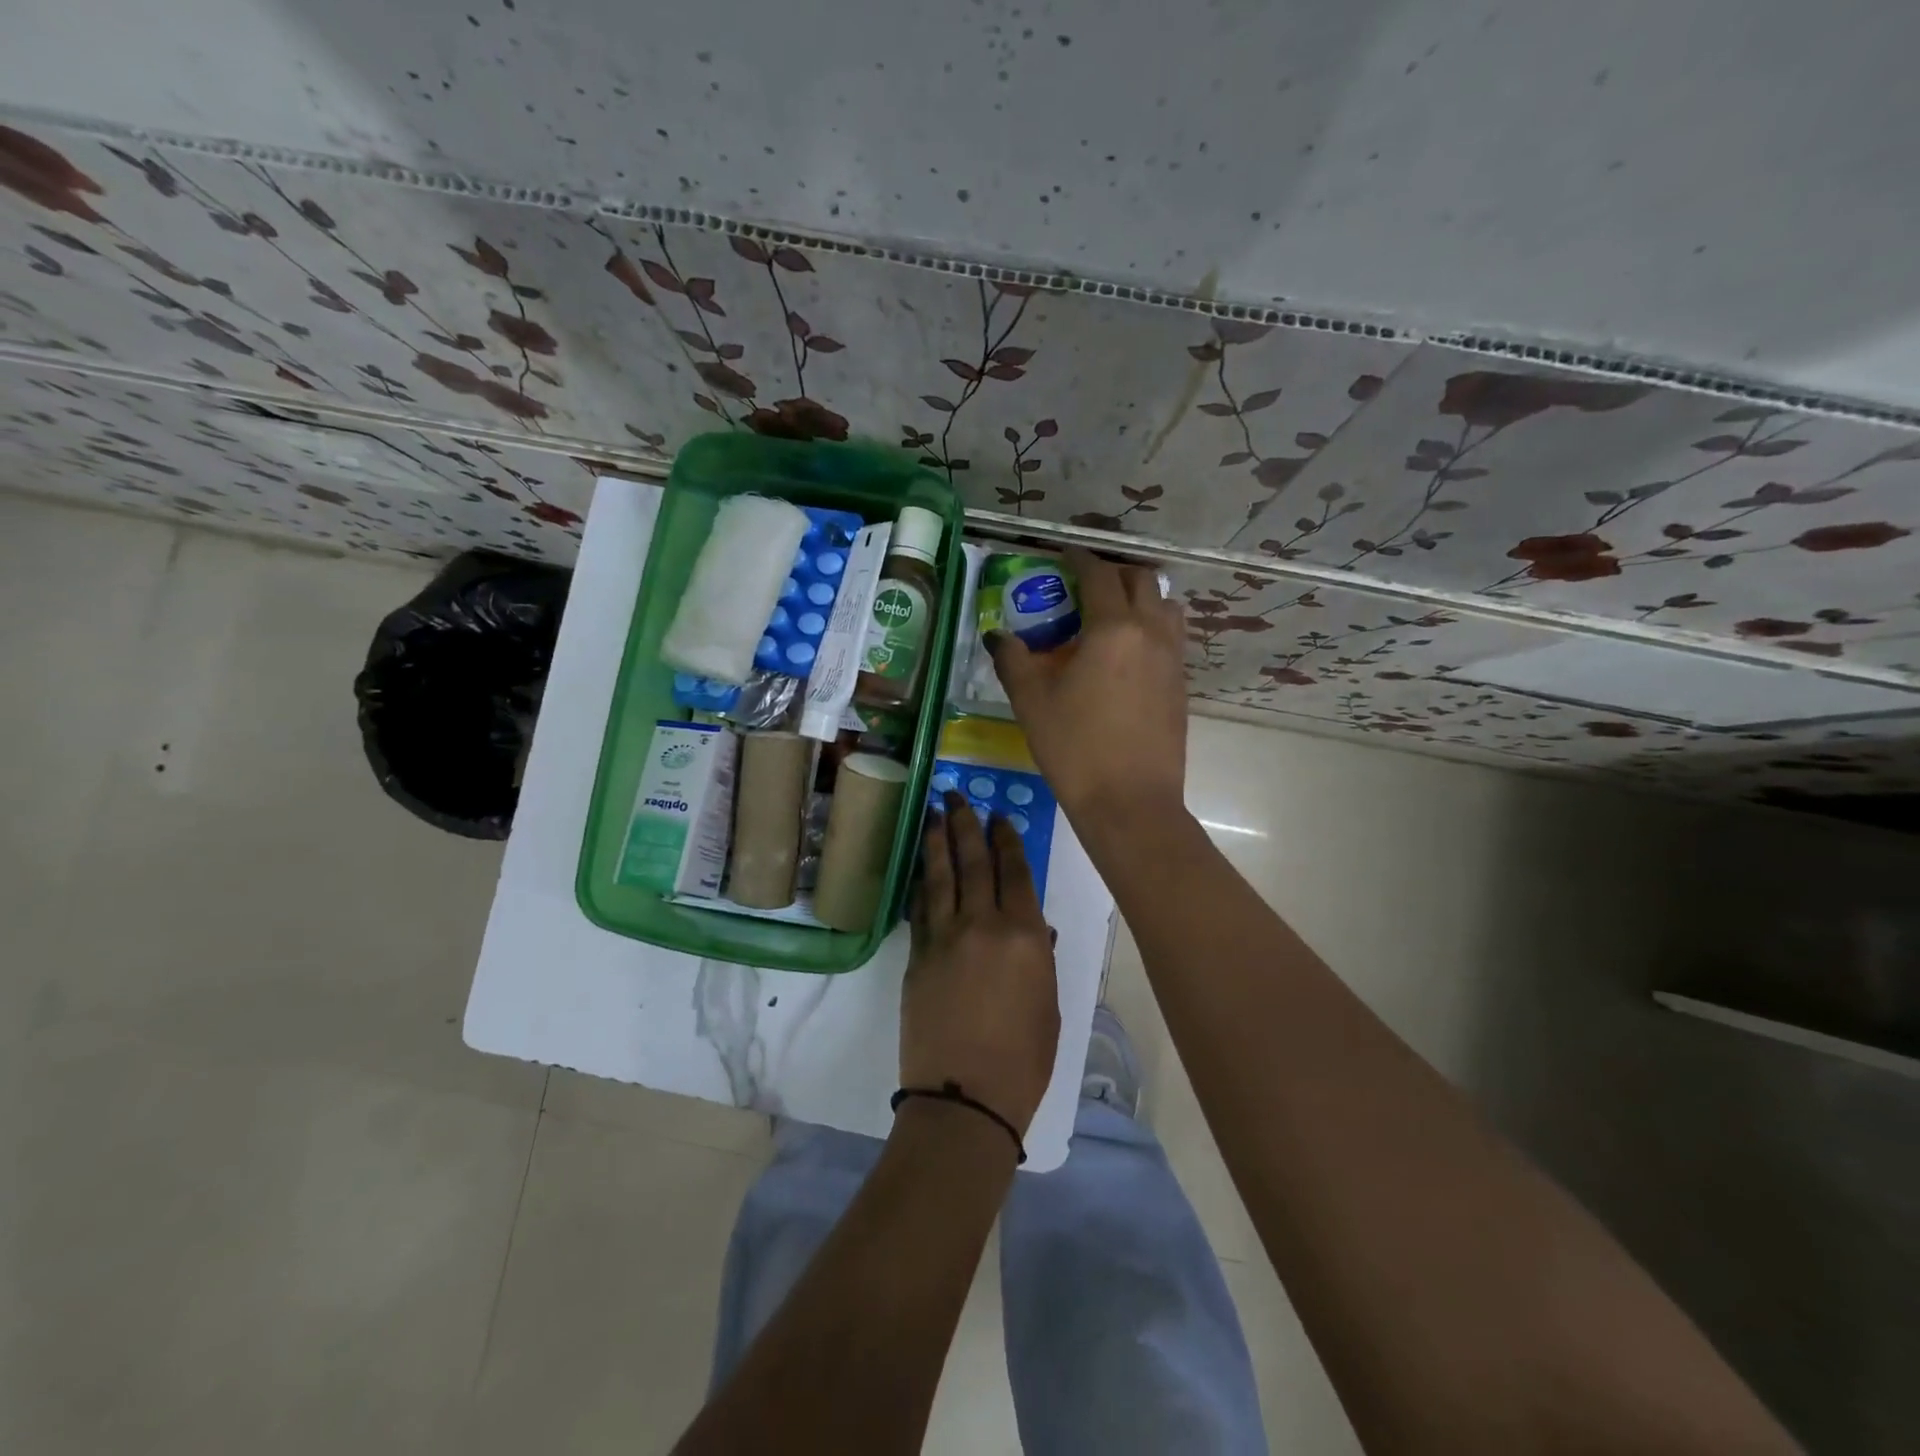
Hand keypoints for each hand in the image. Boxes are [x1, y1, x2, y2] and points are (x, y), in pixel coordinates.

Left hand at [901, 792, 1060, 1135]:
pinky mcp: (916, 955)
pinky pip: (920, 907)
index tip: (999, 816)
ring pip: (940, 876)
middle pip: (973, 862)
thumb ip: (1037, 956)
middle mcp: (982, 924)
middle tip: (958, 797)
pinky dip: (921, 882)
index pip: (1014, 871)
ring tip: (934, 812)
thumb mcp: (1048, 1003)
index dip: (1006, 839)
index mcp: (1024, 934)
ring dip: (937, 841)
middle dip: (966, 824)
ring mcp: (944, 937)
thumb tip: (1030, 927)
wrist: (965, 1097)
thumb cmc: (1023, 1059)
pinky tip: (920, 867)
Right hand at [989, 547, 1187, 827]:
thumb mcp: (1032, 702)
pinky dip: (1153, 626)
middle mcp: (1151, 632)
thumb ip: (1014, 660)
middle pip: (1141, 580)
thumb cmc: (1075, 748)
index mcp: (1113, 628)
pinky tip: (1128, 652)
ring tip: (1113, 614)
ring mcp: (1173, 658)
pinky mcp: (1180, 684)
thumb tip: (999, 637)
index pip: (1099, 575)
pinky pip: (1172, 636)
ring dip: (1141, 597)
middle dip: (1113, 572)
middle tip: (1085, 585)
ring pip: (1166, 605)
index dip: (1079, 558)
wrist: (1129, 802)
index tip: (1063, 554)